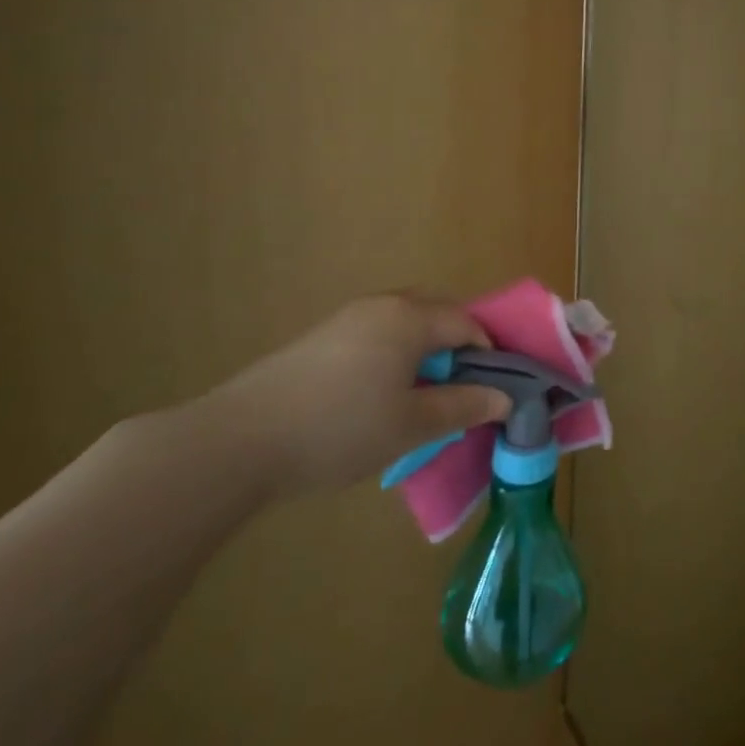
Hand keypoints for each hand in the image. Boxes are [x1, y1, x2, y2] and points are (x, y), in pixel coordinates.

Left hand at [196, 293, 511, 498]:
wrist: (239, 440)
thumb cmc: (341, 428)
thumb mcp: (413, 425)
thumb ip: (463, 406)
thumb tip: (505, 398)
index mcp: (410, 318)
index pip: (466, 323)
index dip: (487, 354)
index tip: (492, 391)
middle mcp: (381, 305)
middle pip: (436, 314)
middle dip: (457, 346)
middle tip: (460, 390)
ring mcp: (346, 318)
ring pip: (404, 324)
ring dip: (424, 351)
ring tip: (422, 395)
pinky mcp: (320, 338)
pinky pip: (376, 335)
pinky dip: (394, 355)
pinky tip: (380, 395)